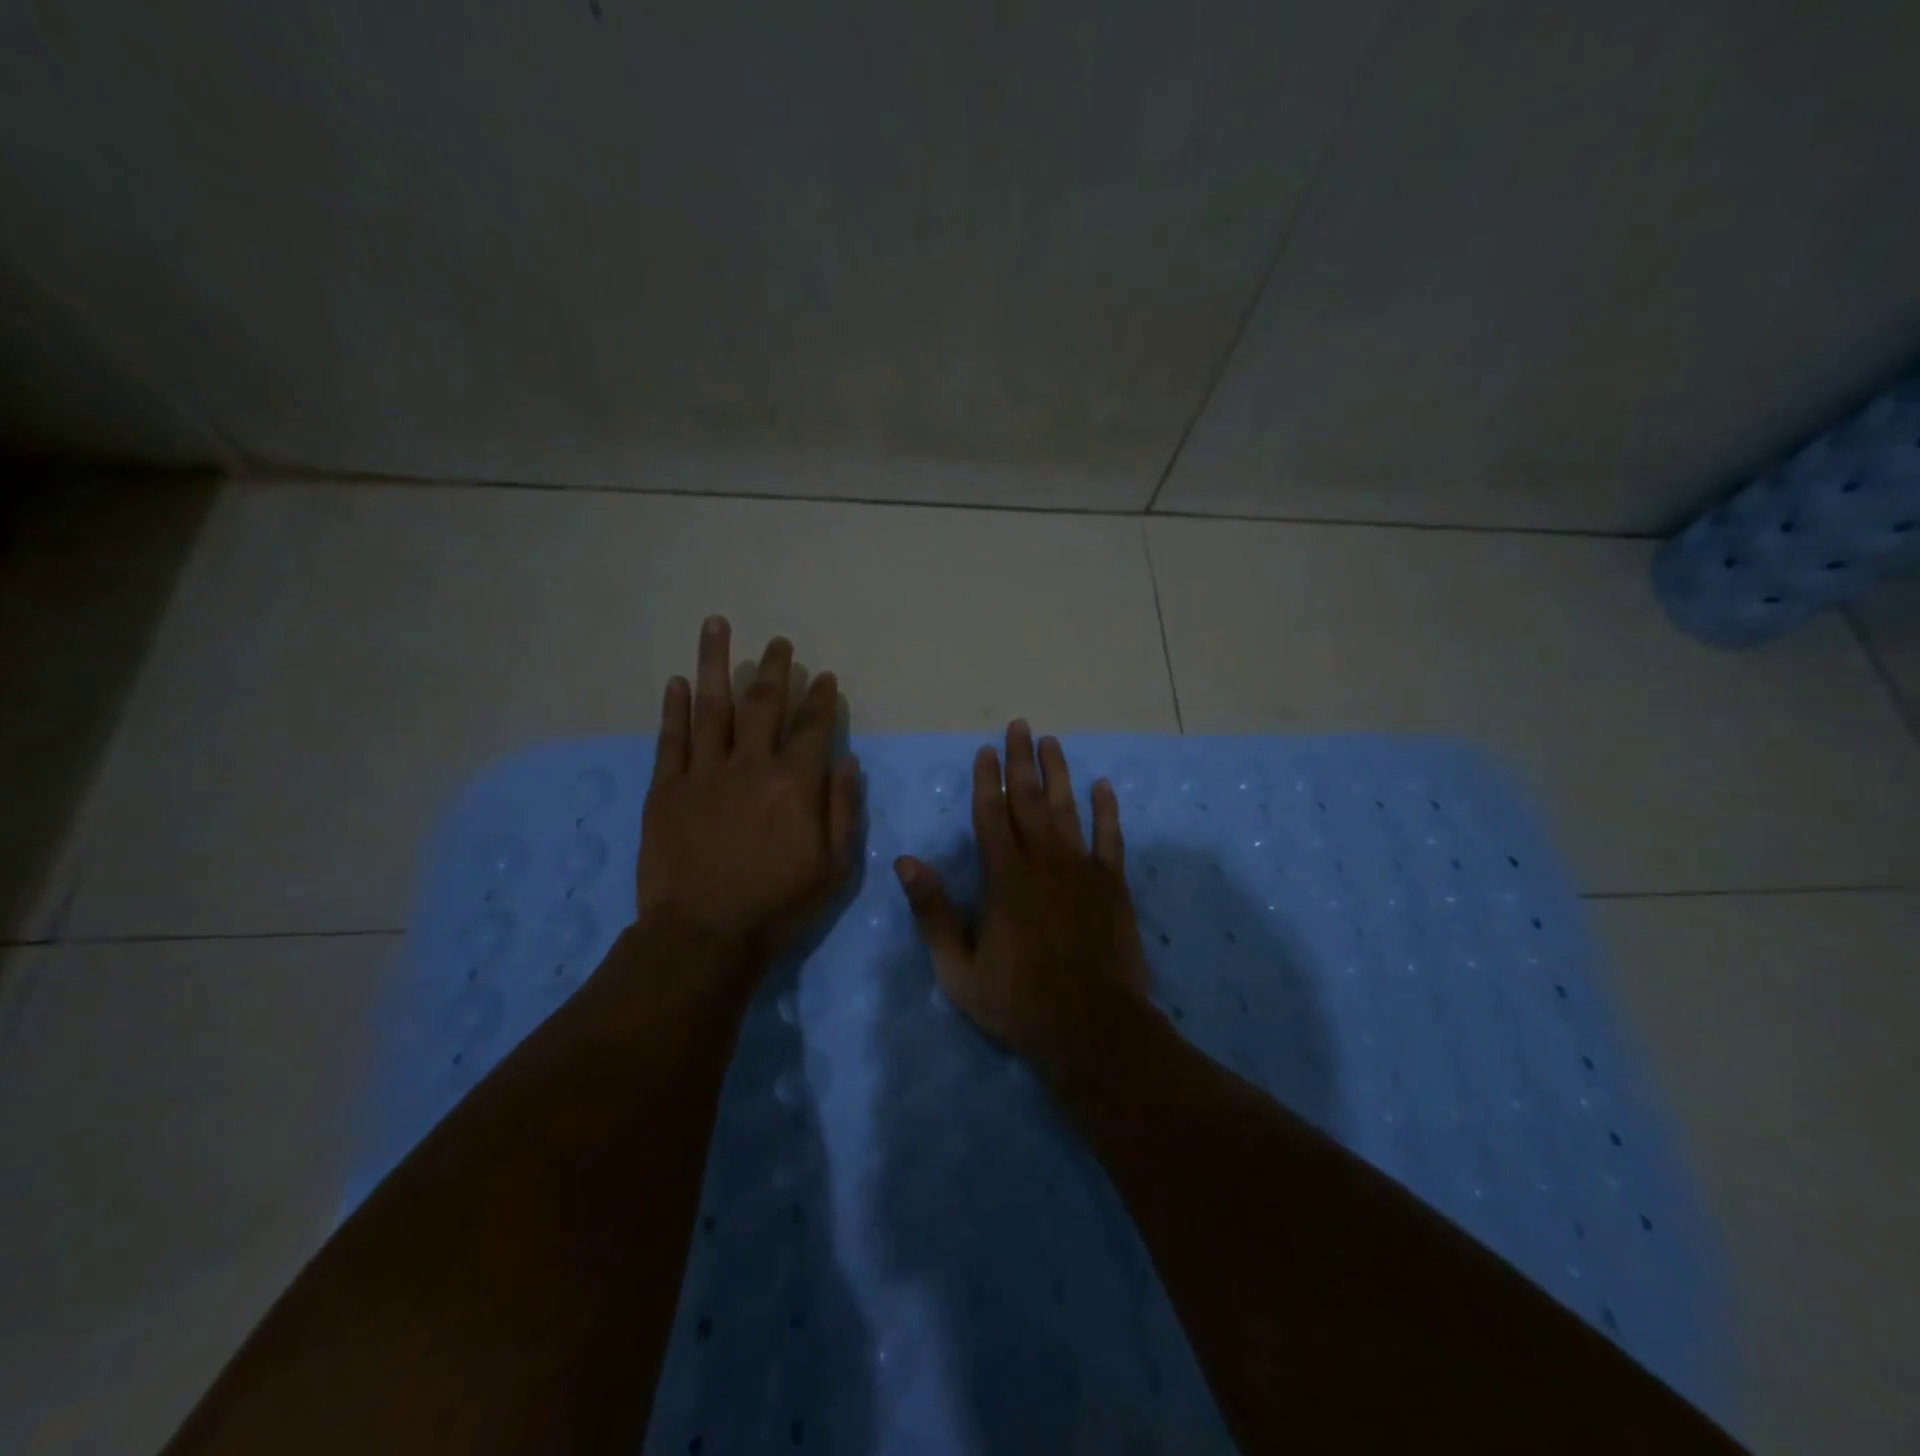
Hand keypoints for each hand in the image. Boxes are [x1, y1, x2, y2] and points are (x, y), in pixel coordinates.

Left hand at [636, 617, 861, 976]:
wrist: (704, 936)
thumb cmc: (778, 905)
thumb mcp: (834, 867)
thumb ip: (843, 808)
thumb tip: (846, 759)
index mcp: (794, 784)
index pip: (813, 727)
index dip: (821, 698)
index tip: (824, 676)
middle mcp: (751, 765)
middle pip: (764, 705)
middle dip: (775, 670)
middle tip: (780, 643)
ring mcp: (704, 773)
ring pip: (712, 707)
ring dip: (717, 663)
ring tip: (717, 625)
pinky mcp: (667, 789)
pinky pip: (671, 740)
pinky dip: (674, 708)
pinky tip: (678, 681)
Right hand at [893, 720, 1152, 1070]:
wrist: (1092, 1028)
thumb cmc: (1018, 1001)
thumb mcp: (958, 968)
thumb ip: (933, 912)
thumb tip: (906, 862)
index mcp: (1004, 879)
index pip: (991, 816)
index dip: (986, 781)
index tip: (985, 750)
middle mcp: (1043, 862)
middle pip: (1029, 801)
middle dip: (1021, 761)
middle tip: (1019, 726)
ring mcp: (1082, 870)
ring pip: (1067, 810)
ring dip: (1059, 774)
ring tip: (1052, 742)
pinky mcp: (1113, 885)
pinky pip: (1111, 838)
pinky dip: (1107, 810)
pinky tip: (1103, 786)